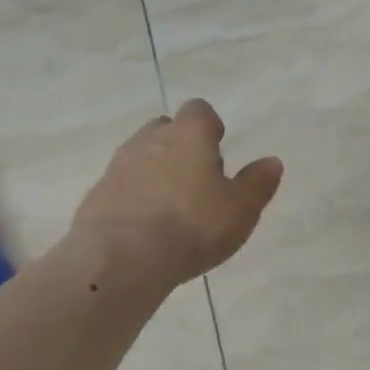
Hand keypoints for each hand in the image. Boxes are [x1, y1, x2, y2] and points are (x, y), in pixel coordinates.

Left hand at [73, 99, 283, 287]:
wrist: (120, 258)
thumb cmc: (192, 227)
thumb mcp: (240, 210)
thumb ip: (257, 183)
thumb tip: (272, 161)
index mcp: (188, 135)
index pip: (199, 110)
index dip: (210, 126)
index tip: (217, 149)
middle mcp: (149, 140)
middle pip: (166, 129)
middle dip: (180, 146)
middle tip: (196, 180)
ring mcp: (118, 165)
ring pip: (140, 156)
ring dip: (155, 172)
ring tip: (171, 207)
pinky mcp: (96, 194)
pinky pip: (120, 185)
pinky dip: (133, 196)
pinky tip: (144, 227)